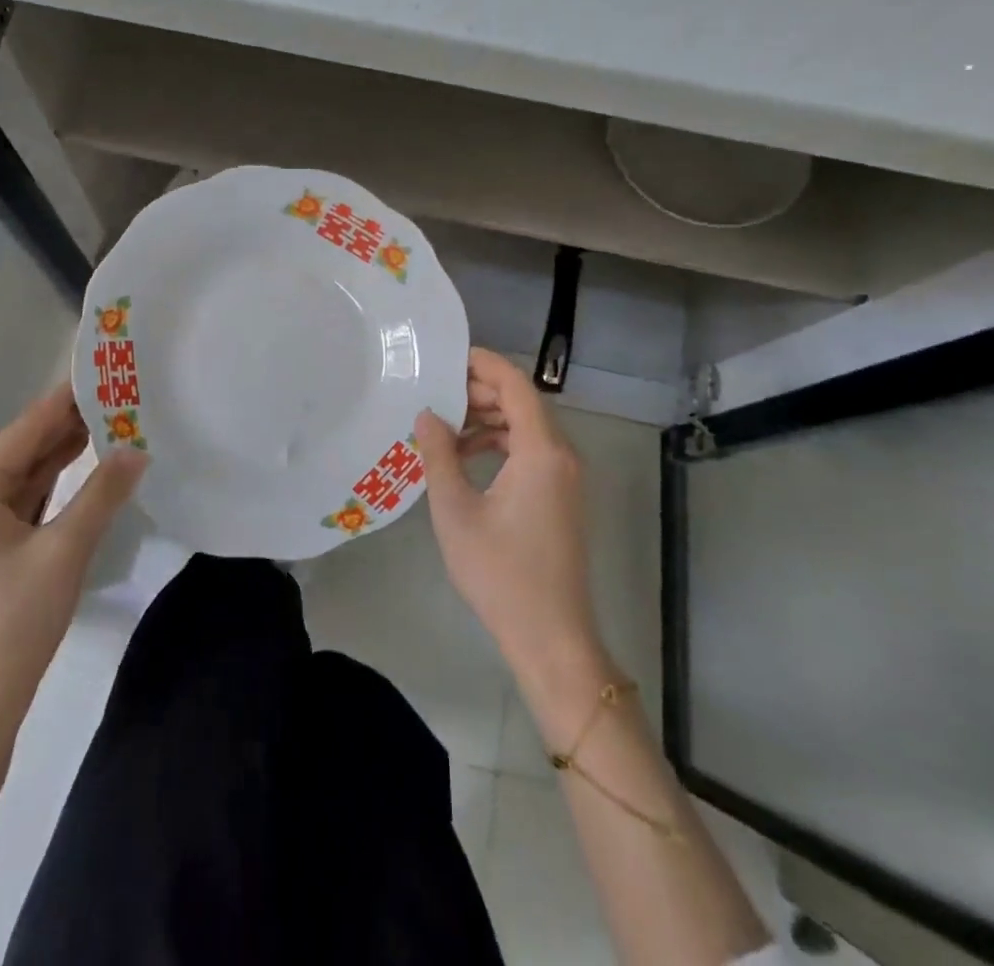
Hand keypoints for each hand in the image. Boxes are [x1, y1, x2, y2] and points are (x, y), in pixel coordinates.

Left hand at [0, 382, 146, 737]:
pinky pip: (20, 503)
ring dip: (61, 456)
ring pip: (22, 478)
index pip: (24, 431)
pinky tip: (83, 468)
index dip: (63, 401)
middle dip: (66, 427)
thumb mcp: (66, 550)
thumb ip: (102, 493)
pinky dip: (52, 486)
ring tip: (107, 422)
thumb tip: (137, 449)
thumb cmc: (14, 621)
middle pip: (21, 451)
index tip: (100, 374)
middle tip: (114, 397)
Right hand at [414, 349, 607, 690]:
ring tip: (445, 426)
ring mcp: (565, 477)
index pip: (516, 385)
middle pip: (523, 402)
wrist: (550, 637)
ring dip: (489, 418)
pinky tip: (467, 456)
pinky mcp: (561, 496)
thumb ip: (439, 454)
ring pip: (527, 426)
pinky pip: (532, 451)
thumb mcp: (455, 510)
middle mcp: (561, 455)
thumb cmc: (500, 572)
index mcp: (541, 451)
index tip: (447, 356)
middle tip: (436, 393)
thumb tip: (428, 414)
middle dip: (480, 391)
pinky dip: (501, 443)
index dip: (484, 364)